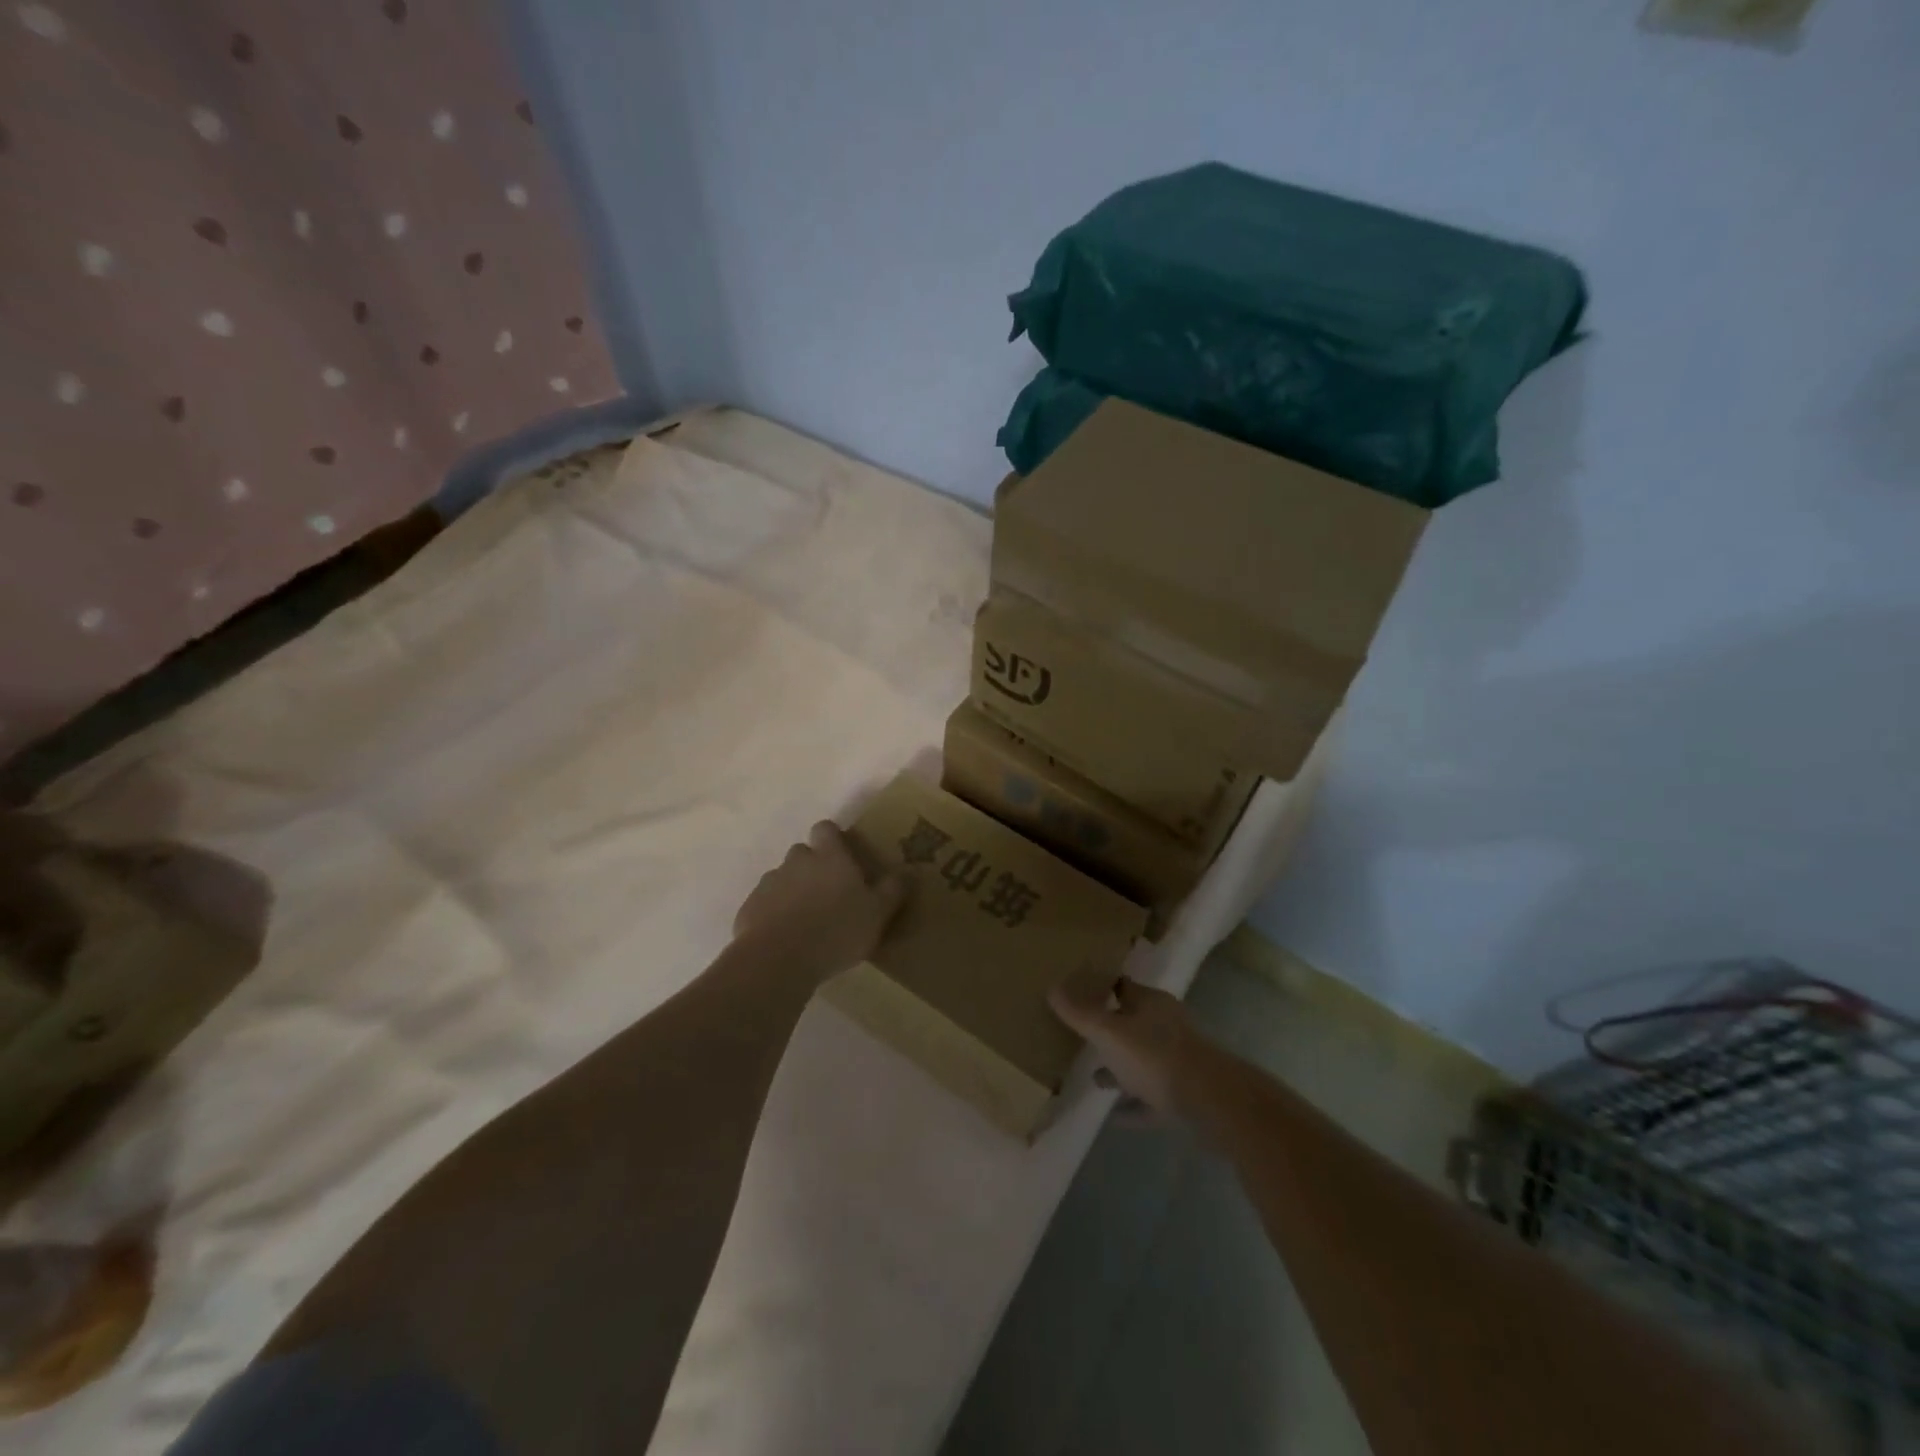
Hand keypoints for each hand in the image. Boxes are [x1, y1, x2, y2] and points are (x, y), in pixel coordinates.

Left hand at [732, 821, 907, 982]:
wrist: (778, 960)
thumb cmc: (836, 931)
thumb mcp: (877, 914)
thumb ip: (892, 890)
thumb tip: (908, 871)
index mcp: (830, 857)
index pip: (826, 828)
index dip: (832, 838)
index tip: (843, 856)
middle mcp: (797, 862)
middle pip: (803, 853)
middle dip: (813, 867)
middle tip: (829, 894)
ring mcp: (769, 883)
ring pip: (783, 878)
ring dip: (793, 891)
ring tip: (807, 921)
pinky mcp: (749, 908)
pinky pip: (765, 904)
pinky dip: (773, 914)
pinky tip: (785, 939)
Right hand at [1048, 970, 1210, 1118]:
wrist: (1211, 1104)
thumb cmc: (1155, 1056)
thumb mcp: (1109, 1032)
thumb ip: (1080, 1013)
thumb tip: (1052, 987)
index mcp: (1151, 1004)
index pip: (1122, 986)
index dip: (1099, 987)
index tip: (1075, 991)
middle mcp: (1165, 1027)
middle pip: (1131, 1023)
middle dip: (1108, 1030)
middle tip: (1078, 1036)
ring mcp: (1176, 1063)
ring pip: (1141, 1062)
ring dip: (1119, 1069)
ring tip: (1092, 1078)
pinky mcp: (1181, 1097)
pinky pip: (1149, 1099)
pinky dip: (1132, 1106)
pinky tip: (1112, 1117)